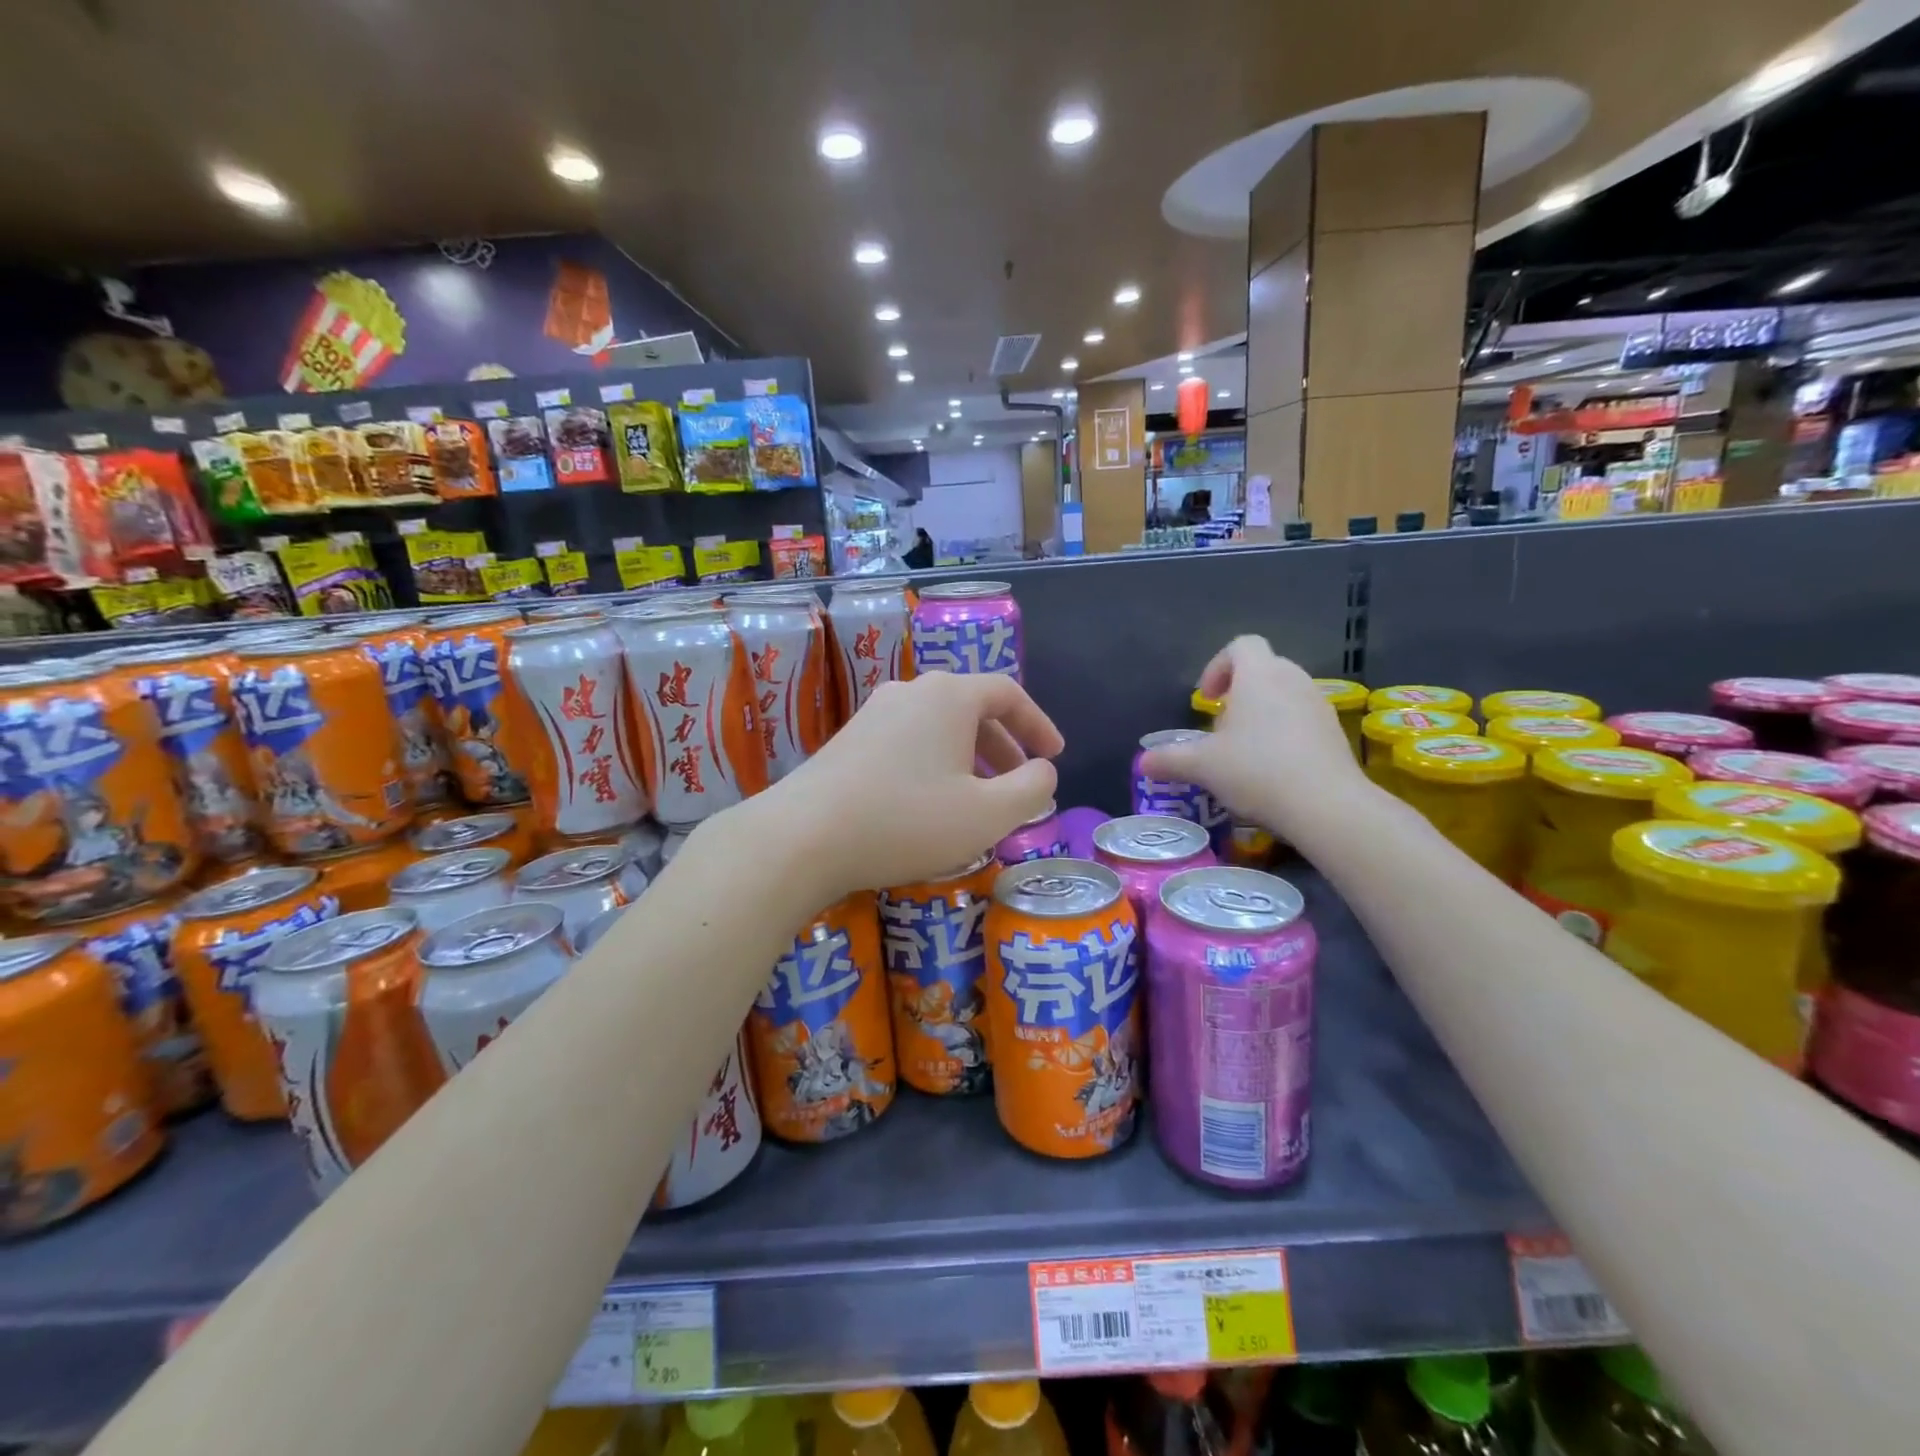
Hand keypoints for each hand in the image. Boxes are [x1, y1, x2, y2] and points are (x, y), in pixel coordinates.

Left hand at [760, 670, 1062, 897]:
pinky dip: (934, 765)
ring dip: (968, 759)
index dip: (1038, 724)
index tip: (1054, 756)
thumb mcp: (987, 814)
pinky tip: (929, 805)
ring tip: (978, 800)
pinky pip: (908, 742)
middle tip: (1020, 784)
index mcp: (948, 696)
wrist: (801, 837)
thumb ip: (1031, 789)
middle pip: (971, 709)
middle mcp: (910, 692)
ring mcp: (873, 714)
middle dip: (1003, 747)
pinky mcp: (848, 741)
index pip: (1007, 693)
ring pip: (937, 728)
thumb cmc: (906, 820)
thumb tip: (1043, 771)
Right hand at [1140, 636, 1366, 836]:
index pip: (1241, 645)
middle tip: (1221, 727)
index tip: (1208, 699)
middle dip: (1239, 692)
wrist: (1325, 805)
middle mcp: (1292, 679)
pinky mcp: (1335, 732)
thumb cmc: (1256, 769)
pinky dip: (1285, 733)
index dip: (1218, 666)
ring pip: (1285, 694)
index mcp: (1259, 675)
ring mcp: (1319, 704)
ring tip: (1245, 751)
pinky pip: (1303, 719)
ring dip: (1262, 713)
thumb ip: (1170, 759)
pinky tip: (1273, 769)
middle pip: (1263, 669)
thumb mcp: (1202, 766)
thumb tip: (1142, 762)